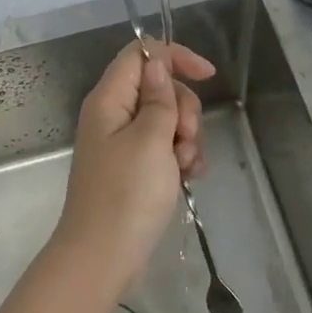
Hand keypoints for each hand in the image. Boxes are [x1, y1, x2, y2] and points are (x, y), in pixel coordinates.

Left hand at [51, 40, 215, 295]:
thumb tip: (156, 63)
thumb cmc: (127, 193)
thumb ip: (159, 98)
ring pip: (167, 120)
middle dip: (183, 109)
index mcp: (109, 99)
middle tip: (184, 139)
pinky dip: (180, 158)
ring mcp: (123, 144)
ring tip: (185, 167)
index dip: (174, 57)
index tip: (208, 75)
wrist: (103, 257)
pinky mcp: (134, 169)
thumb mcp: (151, 139)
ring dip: (186, 138)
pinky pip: (164, 148)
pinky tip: (189, 178)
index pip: (140, 54)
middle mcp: (113, 115)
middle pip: (159, 88)